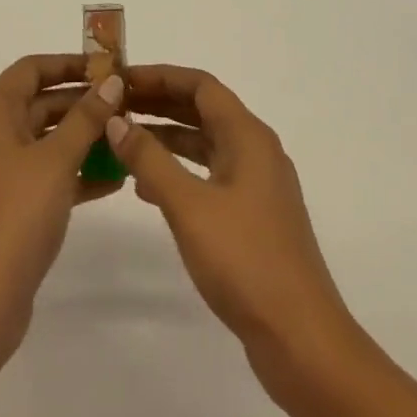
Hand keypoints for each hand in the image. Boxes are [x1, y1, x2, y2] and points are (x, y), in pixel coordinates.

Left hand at [0, 54, 124, 351]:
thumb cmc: (15, 216)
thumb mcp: (57, 160)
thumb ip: (86, 118)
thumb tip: (112, 81)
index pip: (31, 69)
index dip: (69, 63)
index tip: (107, 67)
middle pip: (38, 103)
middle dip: (82, 103)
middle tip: (126, 105)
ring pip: (44, 141)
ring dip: (82, 139)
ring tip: (127, 139)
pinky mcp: (4, 205)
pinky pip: (43, 174)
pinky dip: (73, 172)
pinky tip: (114, 179)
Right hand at [108, 65, 350, 357]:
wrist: (301, 339)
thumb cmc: (245, 261)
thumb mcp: (189, 205)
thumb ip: (150, 159)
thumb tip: (115, 121)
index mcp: (248, 136)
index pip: (201, 85)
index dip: (160, 76)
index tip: (122, 80)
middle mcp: (256, 150)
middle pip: (203, 110)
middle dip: (160, 104)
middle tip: (115, 105)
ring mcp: (257, 185)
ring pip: (205, 143)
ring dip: (166, 137)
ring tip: (122, 140)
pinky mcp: (253, 216)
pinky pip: (209, 175)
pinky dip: (179, 171)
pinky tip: (147, 188)